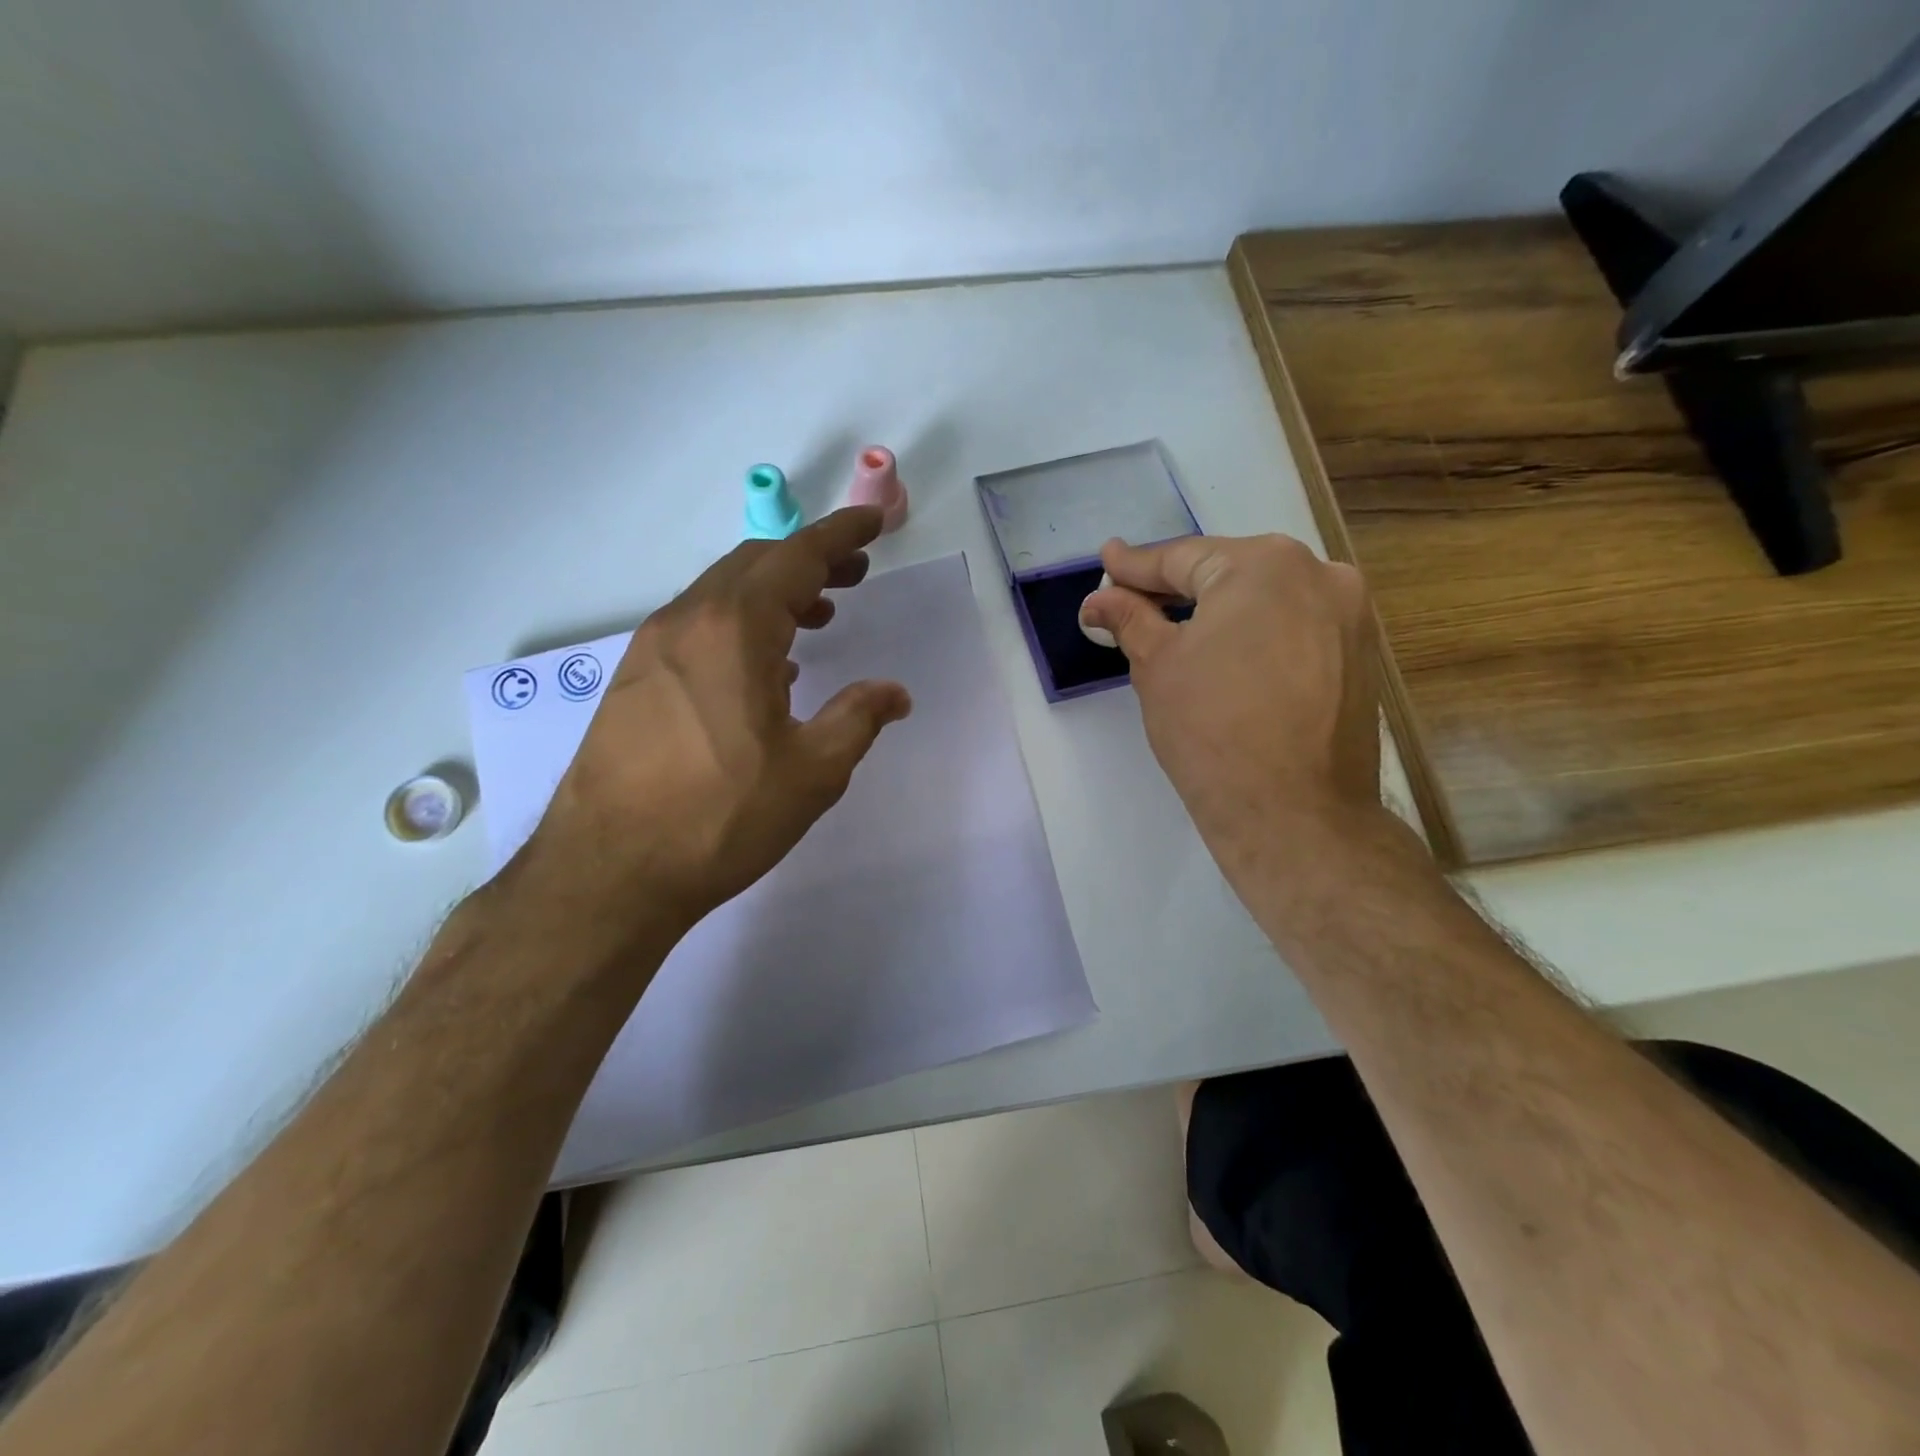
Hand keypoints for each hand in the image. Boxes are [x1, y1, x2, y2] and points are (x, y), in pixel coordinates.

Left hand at [510, 507, 912, 961]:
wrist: (608, 872)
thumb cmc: (721, 818)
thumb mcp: (812, 772)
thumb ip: (858, 719)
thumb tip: (893, 693)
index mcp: (734, 629)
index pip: (796, 557)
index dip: (840, 535)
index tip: (873, 523)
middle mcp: (686, 622)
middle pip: (754, 564)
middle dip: (809, 560)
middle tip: (852, 576)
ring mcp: (649, 649)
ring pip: (720, 594)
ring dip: (772, 593)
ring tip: (815, 618)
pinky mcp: (630, 680)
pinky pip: (695, 627)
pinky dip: (738, 624)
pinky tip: (760, 667)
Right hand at [1079, 533, 1383, 873]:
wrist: (1295, 814)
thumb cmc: (1212, 730)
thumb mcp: (1157, 667)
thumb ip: (1130, 619)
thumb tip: (1099, 599)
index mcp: (1263, 565)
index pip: (1182, 558)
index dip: (1135, 566)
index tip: (1107, 562)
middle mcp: (1318, 573)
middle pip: (1229, 572)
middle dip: (1177, 587)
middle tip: (1131, 600)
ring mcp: (1350, 614)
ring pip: (1266, 599)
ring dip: (1220, 611)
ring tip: (1175, 629)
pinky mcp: (1362, 655)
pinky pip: (1295, 627)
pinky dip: (1256, 633)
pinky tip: (1228, 656)